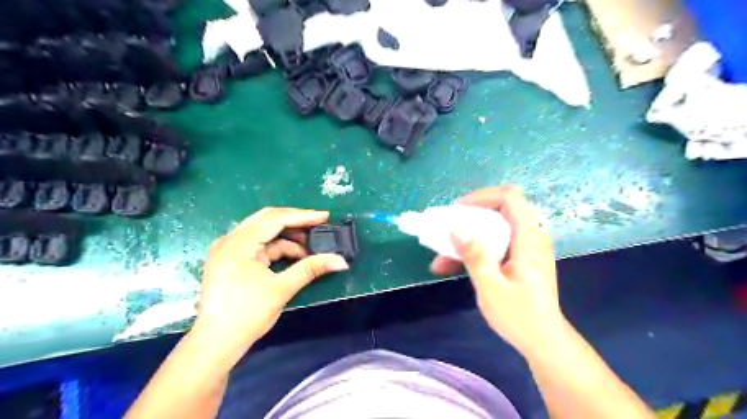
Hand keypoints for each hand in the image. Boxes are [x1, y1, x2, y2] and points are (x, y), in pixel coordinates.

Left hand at [190, 208, 346, 367]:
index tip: (325, 216)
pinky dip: (279, 249)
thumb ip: (311, 269)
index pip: (274, 219)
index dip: (302, 216)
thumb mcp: (281, 289)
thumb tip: (341, 261)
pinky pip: (260, 246)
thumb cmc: (246, 316)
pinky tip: (296, 257)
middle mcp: (230, 240)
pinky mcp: (232, 259)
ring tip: (311, 246)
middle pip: (268, 220)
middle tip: (319, 226)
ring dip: (288, 238)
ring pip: (264, 233)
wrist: (216, 345)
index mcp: (238, 244)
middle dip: (296, 223)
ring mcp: (229, 249)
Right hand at [433, 186, 565, 356]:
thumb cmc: (520, 317)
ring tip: (442, 255)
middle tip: (448, 228)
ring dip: (468, 236)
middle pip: (500, 210)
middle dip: (470, 217)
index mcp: (528, 239)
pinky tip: (453, 265)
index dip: (483, 196)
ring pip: (494, 228)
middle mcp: (529, 237)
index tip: (458, 210)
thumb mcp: (491, 287)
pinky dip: (474, 249)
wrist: (544, 342)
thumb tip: (456, 230)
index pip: (510, 197)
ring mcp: (525, 248)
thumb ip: (474, 256)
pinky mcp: (519, 259)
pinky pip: (494, 243)